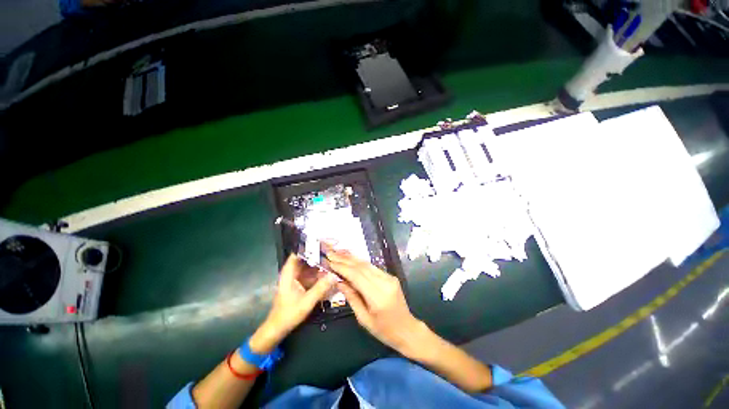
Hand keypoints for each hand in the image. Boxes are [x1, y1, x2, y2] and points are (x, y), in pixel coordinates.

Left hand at [250, 254, 335, 352]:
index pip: (298, 253)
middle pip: (306, 257)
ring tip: (333, 258)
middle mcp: (293, 272)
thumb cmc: (288, 314)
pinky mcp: (300, 283)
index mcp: (289, 273)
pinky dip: (319, 271)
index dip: (310, 246)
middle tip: (333, 250)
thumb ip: (320, 288)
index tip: (323, 243)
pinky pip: (311, 273)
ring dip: (320, 262)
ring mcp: (296, 277)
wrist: (278, 328)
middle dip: (319, 254)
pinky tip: (329, 271)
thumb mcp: (306, 302)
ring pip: (310, 265)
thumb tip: (334, 275)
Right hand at [326, 250, 424, 354]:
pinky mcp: (390, 276)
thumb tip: (339, 281)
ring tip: (338, 253)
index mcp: (378, 297)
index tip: (329, 262)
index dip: (342, 267)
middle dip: (345, 259)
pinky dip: (360, 263)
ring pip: (367, 264)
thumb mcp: (364, 319)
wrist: (407, 329)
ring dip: (352, 258)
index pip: (357, 276)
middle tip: (331, 254)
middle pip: (362, 267)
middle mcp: (385, 283)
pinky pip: (372, 267)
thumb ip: (351, 298)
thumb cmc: (384, 330)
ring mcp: (389, 277)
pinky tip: (351, 260)